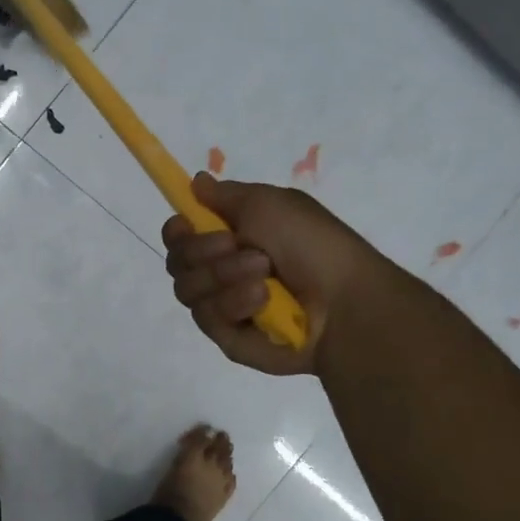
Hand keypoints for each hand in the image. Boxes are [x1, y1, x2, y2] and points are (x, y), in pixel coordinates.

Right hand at [161, 173, 377, 374]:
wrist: (343, 302)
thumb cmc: (312, 245)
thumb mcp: (270, 203)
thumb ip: (224, 195)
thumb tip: (196, 182)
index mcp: (231, 238)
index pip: (179, 237)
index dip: (176, 231)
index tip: (186, 225)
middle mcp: (221, 273)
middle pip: (177, 262)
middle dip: (203, 251)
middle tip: (237, 245)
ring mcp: (223, 307)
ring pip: (188, 290)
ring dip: (224, 276)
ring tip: (264, 276)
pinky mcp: (228, 338)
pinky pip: (207, 318)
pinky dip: (234, 303)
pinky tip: (263, 301)